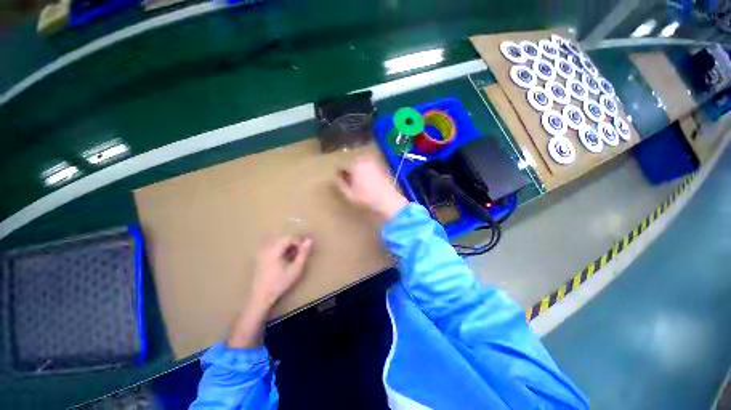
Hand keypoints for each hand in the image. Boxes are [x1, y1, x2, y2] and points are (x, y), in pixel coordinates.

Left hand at [250, 235, 313, 310]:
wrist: (261, 296)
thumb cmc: (280, 283)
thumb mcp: (295, 269)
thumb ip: (303, 253)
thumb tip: (309, 240)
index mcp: (274, 250)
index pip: (289, 237)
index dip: (299, 242)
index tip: (303, 252)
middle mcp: (266, 248)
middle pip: (283, 238)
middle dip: (293, 243)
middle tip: (300, 254)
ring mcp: (261, 252)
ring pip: (278, 242)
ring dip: (287, 246)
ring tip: (293, 256)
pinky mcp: (259, 257)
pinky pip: (272, 247)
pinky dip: (280, 249)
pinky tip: (283, 259)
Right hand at [336, 155, 408, 221]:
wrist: (388, 201)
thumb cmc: (367, 198)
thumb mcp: (349, 194)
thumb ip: (340, 183)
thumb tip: (336, 177)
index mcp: (354, 164)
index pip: (341, 165)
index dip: (339, 174)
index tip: (340, 181)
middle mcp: (364, 159)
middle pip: (351, 163)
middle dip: (349, 171)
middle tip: (349, 183)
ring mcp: (374, 162)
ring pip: (360, 164)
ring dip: (357, 171)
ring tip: (359, 184)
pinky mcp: (381, 166)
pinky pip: (368, 167)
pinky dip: (366, 172)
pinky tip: (368, 182)